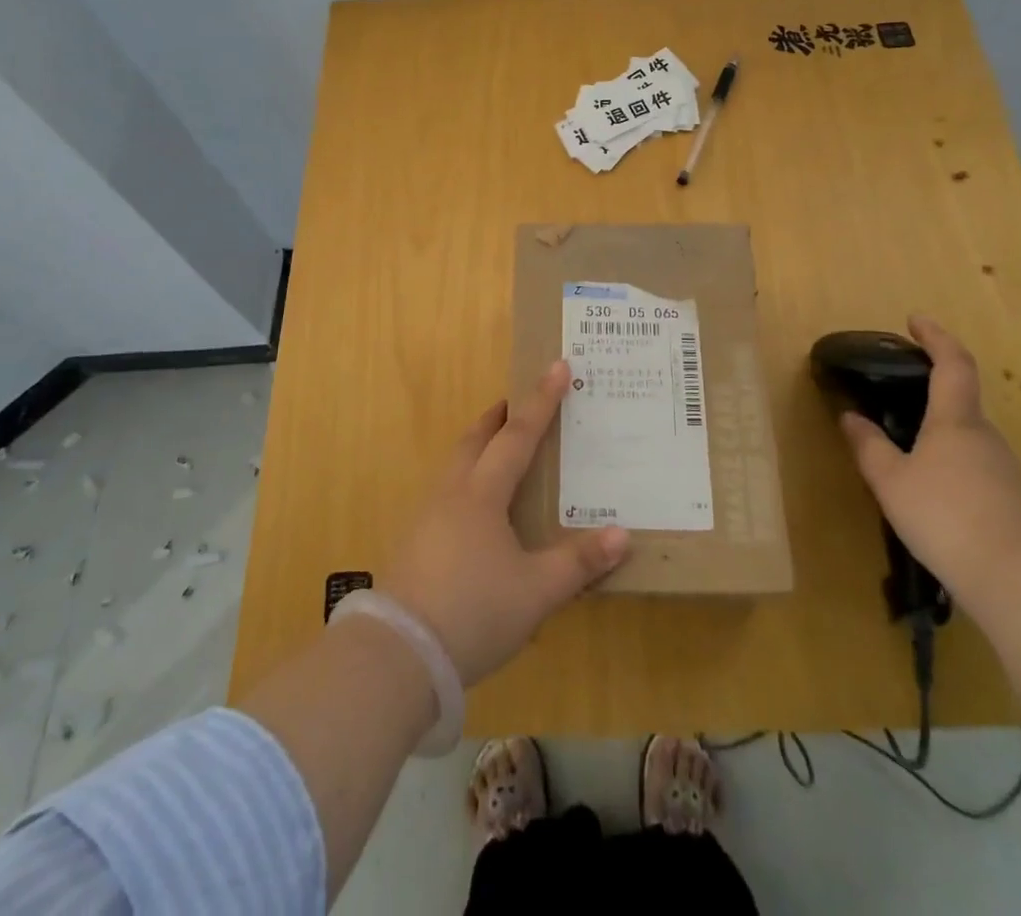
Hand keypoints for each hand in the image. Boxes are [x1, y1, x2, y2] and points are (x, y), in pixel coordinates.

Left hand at [379, 362, 630, 685]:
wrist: (398, 655)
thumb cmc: (473, 612)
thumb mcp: (536, 592)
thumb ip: (578, 563)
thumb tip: (622, 535)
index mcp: (482, 494)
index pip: (518, 435)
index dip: (541, 400)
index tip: (558, 366)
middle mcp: (452, 493)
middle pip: (476, 439)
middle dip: (499, 416)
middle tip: (517, 402)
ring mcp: (427, 516)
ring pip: (456, 464)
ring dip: (478, 445)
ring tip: (498, 447)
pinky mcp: (414, 542)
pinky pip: (446, 491)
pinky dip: (466, 478)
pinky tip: (474, 508)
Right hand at [841, 316, 1020, 594]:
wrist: (1017, 579)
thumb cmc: (945, 515)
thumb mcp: (891, 480)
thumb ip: (868, 446)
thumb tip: (850, 417)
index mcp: (955, 420)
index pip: (952, 364)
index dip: (935, 337)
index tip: (916, 320)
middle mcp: (984, 435)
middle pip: (960, 399)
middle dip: (931, 389)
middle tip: (896, 392)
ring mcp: (1002, 468)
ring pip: (966, 436)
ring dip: (938, 430)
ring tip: (904, 445)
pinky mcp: (1010, 499)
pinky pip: (973, 465)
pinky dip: (949, 461)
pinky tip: (929, 488)